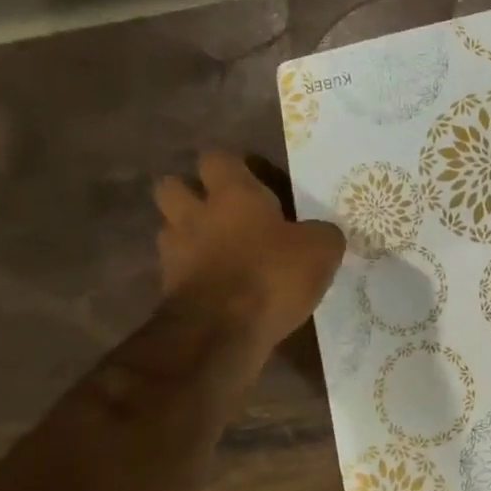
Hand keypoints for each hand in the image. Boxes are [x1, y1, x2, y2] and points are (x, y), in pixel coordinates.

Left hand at [154, 152, 343, 348]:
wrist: (222, 331)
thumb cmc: (272, 276)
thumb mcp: (321, 251)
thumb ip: (322, 234)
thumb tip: (321, 233)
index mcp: (233, 194)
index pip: (218, 158)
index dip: (234, 167)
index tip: (255, 182)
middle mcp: (195, 214)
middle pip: (173, 185)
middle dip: (192, 193)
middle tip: (222, 212)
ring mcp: (175, 251)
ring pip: (170, 228)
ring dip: (189, 234)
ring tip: (219, 252)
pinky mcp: (168, 288)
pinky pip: (178, 269)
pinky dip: (194, 273)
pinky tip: (219, 287)